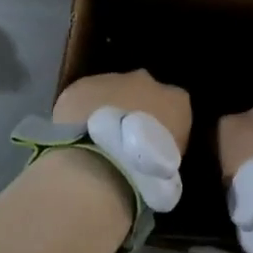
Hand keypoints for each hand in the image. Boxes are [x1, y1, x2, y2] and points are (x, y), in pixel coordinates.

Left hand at [52, 71, 191, 217]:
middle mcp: (147, 81)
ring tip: (96, 139)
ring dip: (106, 108)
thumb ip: (164, 148)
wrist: (100, 165)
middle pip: (142, 89)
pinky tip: (75, 135)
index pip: (175, 105)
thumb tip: (154, 151)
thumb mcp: (170, 167)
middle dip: (133, 107)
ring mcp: (112, 79)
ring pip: (110, 89)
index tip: (153, 143)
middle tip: (122, 138)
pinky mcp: (80, 86)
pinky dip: (80, 112)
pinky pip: (83, 97)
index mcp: (177, 101)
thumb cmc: (145, 173)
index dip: (163, 122)